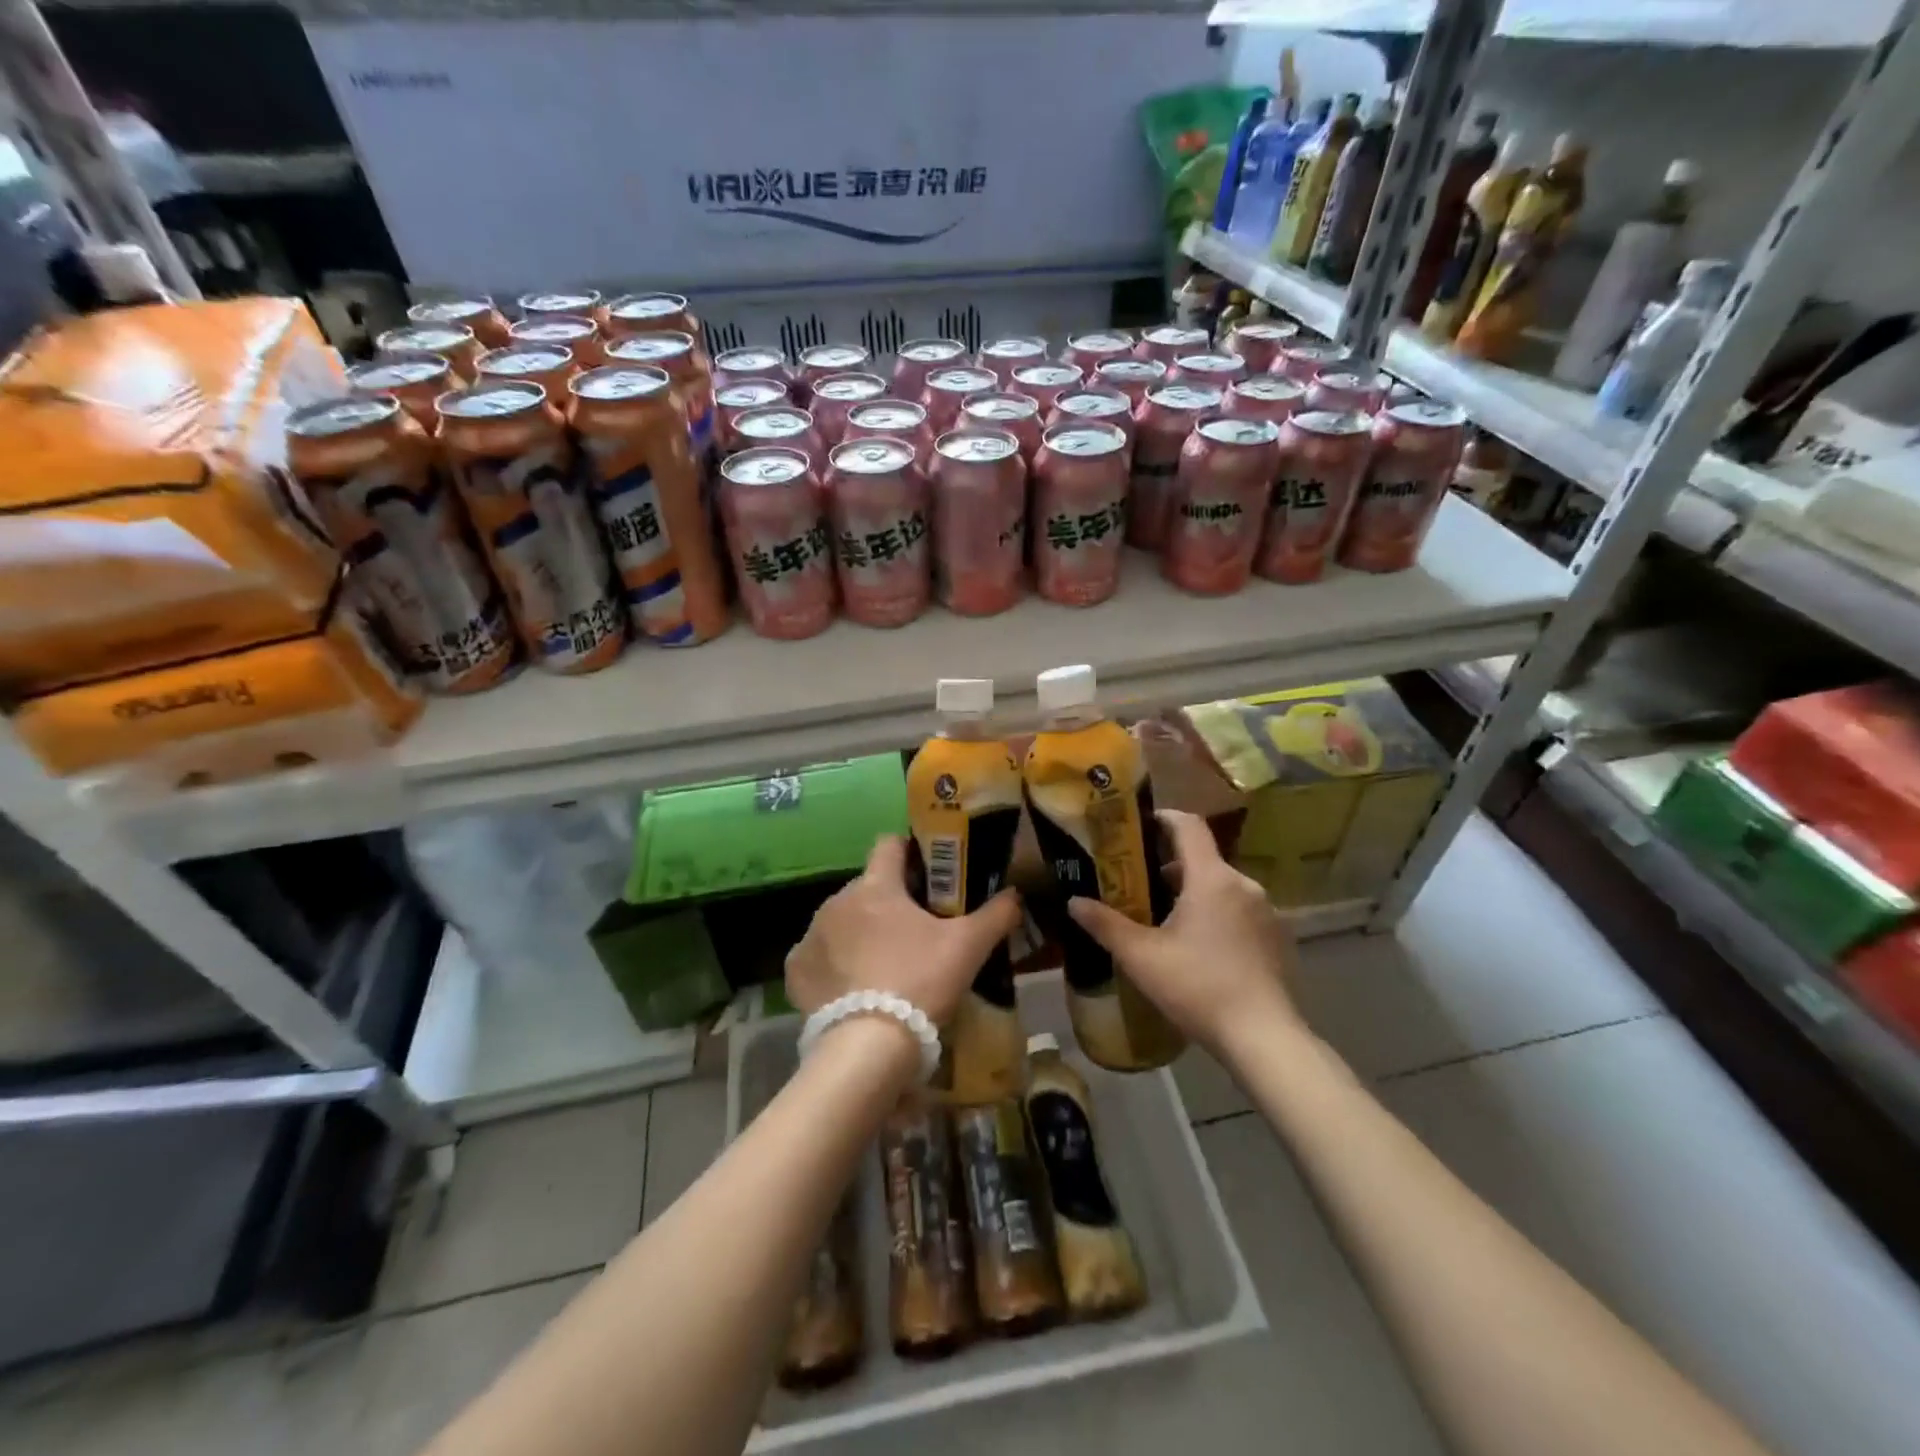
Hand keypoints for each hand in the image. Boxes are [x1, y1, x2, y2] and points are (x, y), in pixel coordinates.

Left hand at [786, 836, 1023, 1025]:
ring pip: (841, 921)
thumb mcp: (968, 947)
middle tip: (915, 931)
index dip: (909, 852)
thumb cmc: (920, 981)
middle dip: (888, 902)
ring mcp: (811, 936)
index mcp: (876, 886)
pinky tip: (852, 989)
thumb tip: (1015, 894)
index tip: (926, 873)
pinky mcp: (795, 971)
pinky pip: (818, 956)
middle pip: (866, 888)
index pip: (889, 844)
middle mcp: (836, 901)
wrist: (868, 1046)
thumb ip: (995, 914)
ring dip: (859, 933)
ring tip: (884, 966)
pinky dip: (833, 965)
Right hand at [1067, 809, 1298, 1054]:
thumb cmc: (1199, 988)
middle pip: (1202, 860)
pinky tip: (1200, 950)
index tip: (1138, 826)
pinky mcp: (1277, 938)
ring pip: (1221, 887)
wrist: (1265, 1039)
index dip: (1163, 818)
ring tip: (1164, 922)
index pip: (1189, 826)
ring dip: (1193, 894)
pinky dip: (1216, 916)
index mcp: (1211, 878)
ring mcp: (1266, 912)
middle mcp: (1243, 885)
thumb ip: (1105, 925)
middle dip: (1169, 867)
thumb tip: (1073, 902)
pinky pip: (1239, 912)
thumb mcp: (1141, 957)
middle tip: (1137, 886)